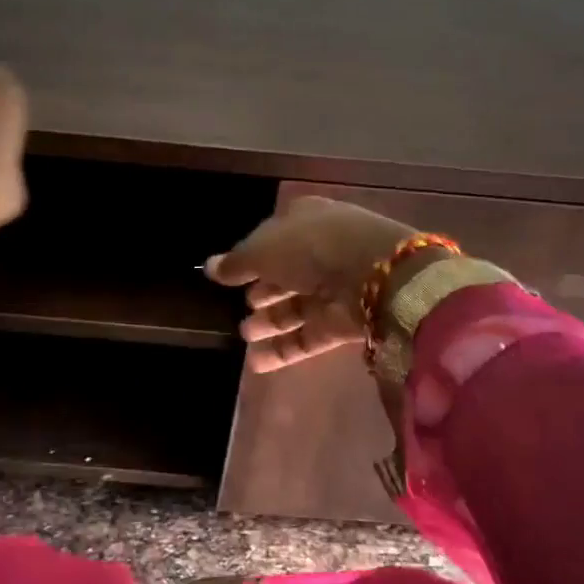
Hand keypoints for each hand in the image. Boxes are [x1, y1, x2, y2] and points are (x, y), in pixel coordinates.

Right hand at [206, 197, 417, 370]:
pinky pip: (308, 337)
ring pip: (296, 307)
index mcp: (305, 221)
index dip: (252, 256)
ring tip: (244, 334)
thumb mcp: (263, 250)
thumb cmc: (310, 248)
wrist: (373, 275)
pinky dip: (284, 350)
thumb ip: (236, 262)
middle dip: (263, 292)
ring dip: (270, 322)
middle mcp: (321, 252)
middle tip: (241, 308)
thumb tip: (209, 267)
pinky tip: (257, 363)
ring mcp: (335, 289)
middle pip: (286, 274)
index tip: (230, 275)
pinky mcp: (343, 323)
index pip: (273, 238)